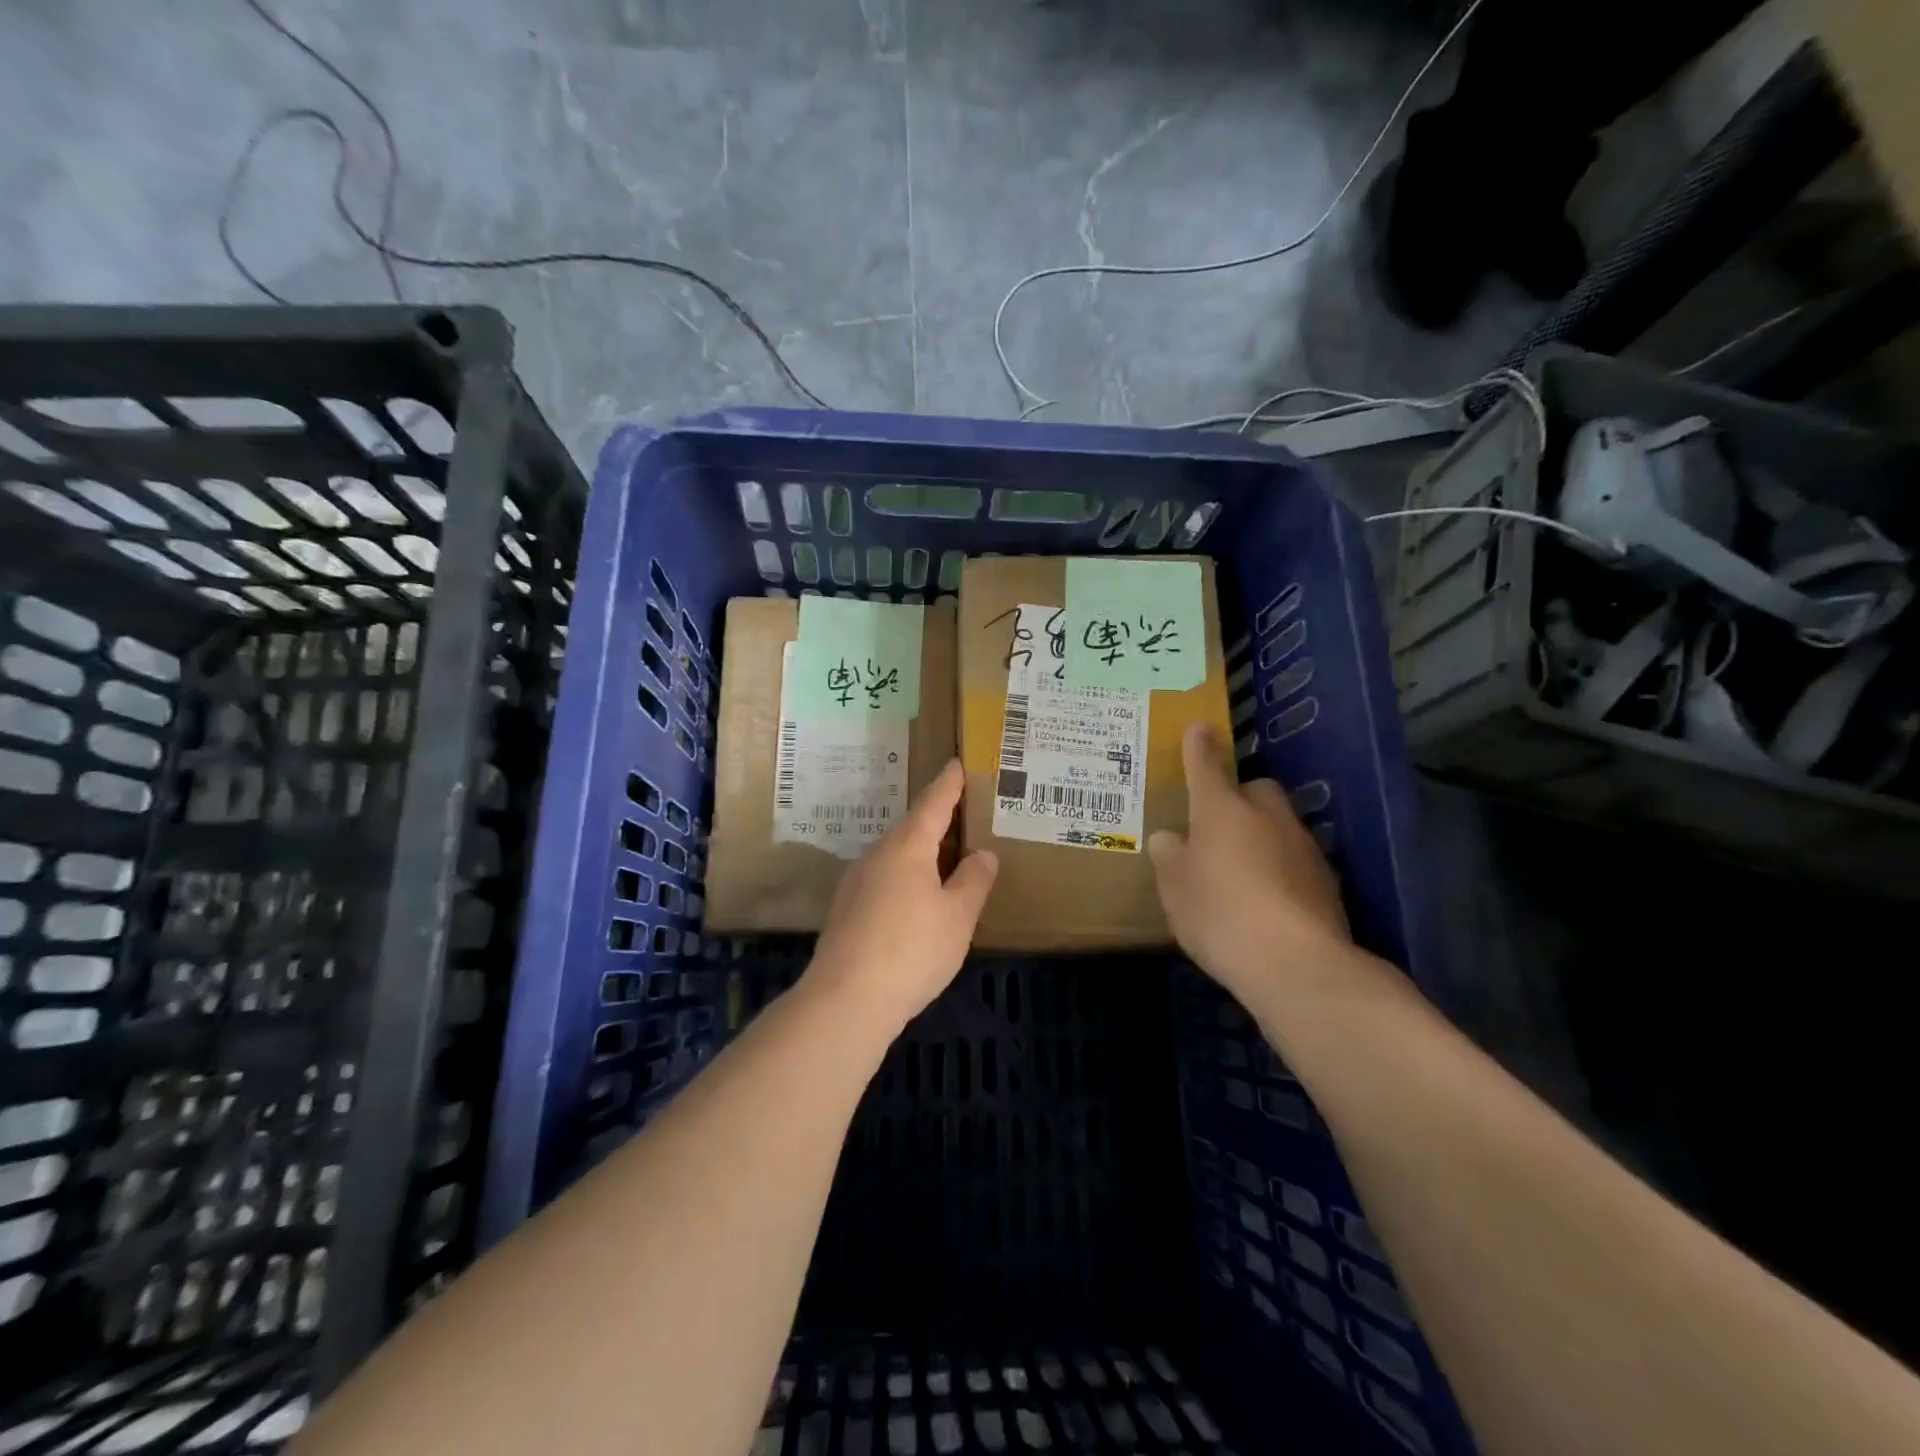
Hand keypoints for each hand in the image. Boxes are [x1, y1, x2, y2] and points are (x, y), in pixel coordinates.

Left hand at [804, 759, 998, 1033]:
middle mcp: (877, 855)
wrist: (846, 999)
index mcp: (907, 847)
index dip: (948, 785)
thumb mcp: (958, 917)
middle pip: (911, 830)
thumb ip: (973, 881)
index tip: (956, 764)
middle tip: (961, 816)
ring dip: (920, 855)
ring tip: (944, 861)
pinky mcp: (846, 912)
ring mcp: (856, 883)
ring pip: (895, 857)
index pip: (933, 804)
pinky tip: (915, 902)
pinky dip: (905, 880)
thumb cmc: (912, 949)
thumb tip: (982, 854)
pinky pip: (883, 881)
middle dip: (935, 822)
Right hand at [1148, 723, 1350, 998]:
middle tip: (1218, 827)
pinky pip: (1295, 859)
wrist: (1295, 963)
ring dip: (1262, 835)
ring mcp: (1302, 846)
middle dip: (1240, 798)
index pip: (1206, 766)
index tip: (1199, 729)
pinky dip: (1281, 869)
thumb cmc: (1219, 913)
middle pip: (1256, 790)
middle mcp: (1267, 816)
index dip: (1199, 747)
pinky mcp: (1326, 880)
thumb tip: (1171, 838)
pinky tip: (1268, 900)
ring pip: (1279, 825)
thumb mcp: (1174, 887)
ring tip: (1241, 871)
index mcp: (1221, 810)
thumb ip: (1170, 856)